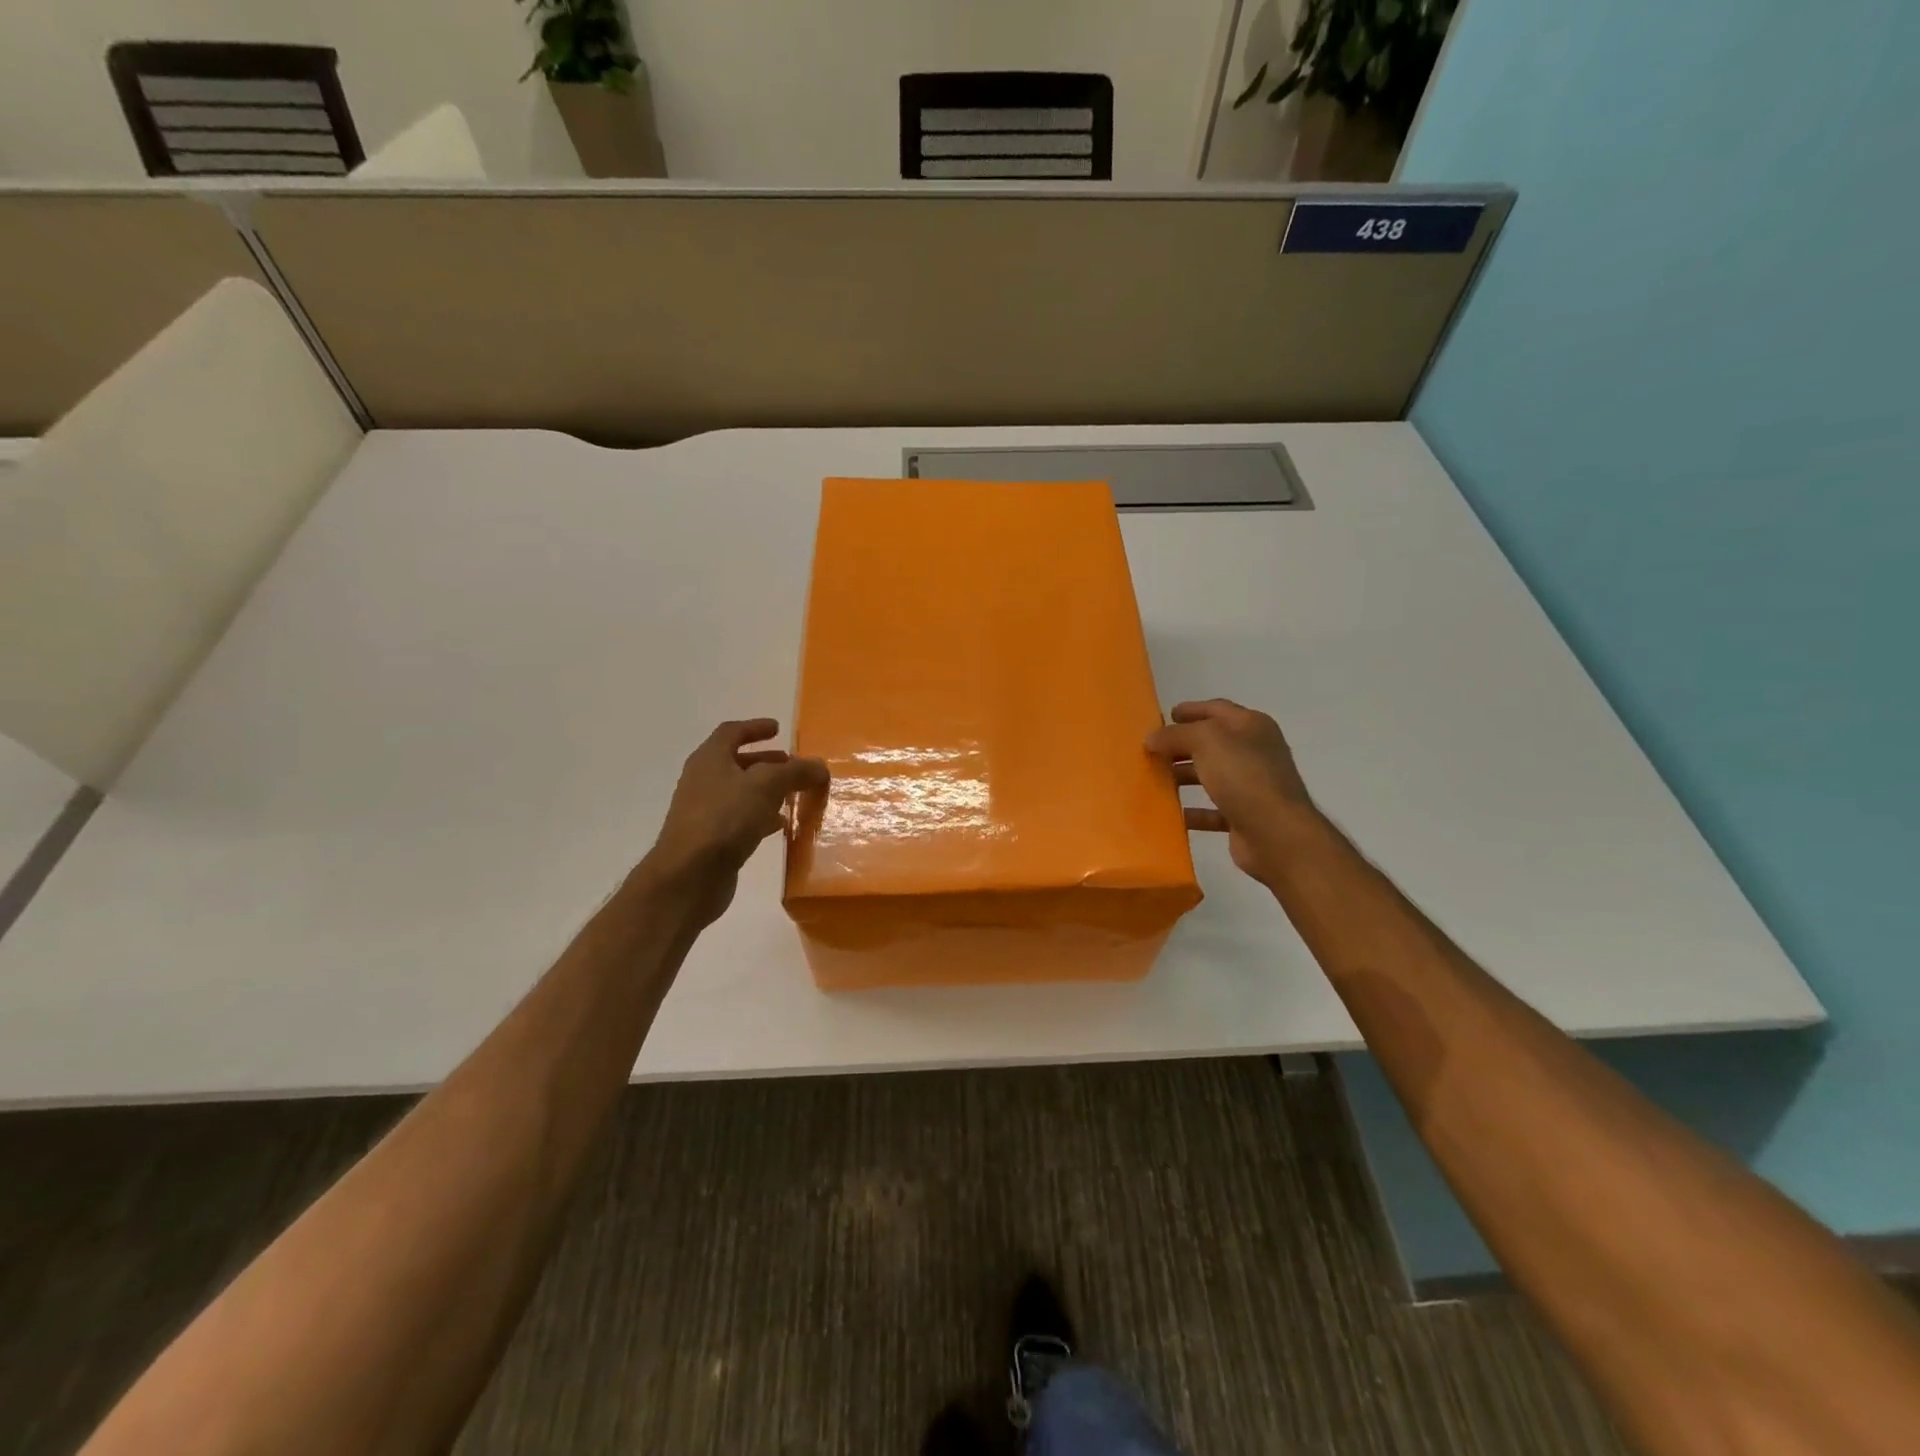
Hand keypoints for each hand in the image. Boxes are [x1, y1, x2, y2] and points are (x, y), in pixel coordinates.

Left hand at [641, 719, 828, 925]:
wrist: (689, 876)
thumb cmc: (725, 818)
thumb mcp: (766, 786)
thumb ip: (795, 772)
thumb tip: (820, 766)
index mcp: (710, 759)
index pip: (732, 732)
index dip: (755, 728)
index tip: (778, 729)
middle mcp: (704, 781)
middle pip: (737, 763)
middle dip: (766, 762)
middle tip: (792, 765)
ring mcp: (706, 812)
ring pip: (741, 793)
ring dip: (767, 791)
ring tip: (794, 795)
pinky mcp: (712, 840)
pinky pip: (741, 820)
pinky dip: (762, 817)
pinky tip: (780, 826)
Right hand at [1145, 699, 1315, 883]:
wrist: (1277, 834)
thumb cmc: (1244, 777)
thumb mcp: (1206, 741)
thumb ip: (1176, 735)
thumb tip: (1152, 738)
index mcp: (1252, 726)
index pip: (1217, 709)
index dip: (1191, 710)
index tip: (1164, 716)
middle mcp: (1254, 752)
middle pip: (1212, 743)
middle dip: (1181, 745)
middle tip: (1151, 749)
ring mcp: (1251, 786)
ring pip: (1210, 775)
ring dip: (1183, 776)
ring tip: (1153, 779)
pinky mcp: (1245, 817)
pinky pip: (1212, 810)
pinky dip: (1192, 811)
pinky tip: (1170, 814)